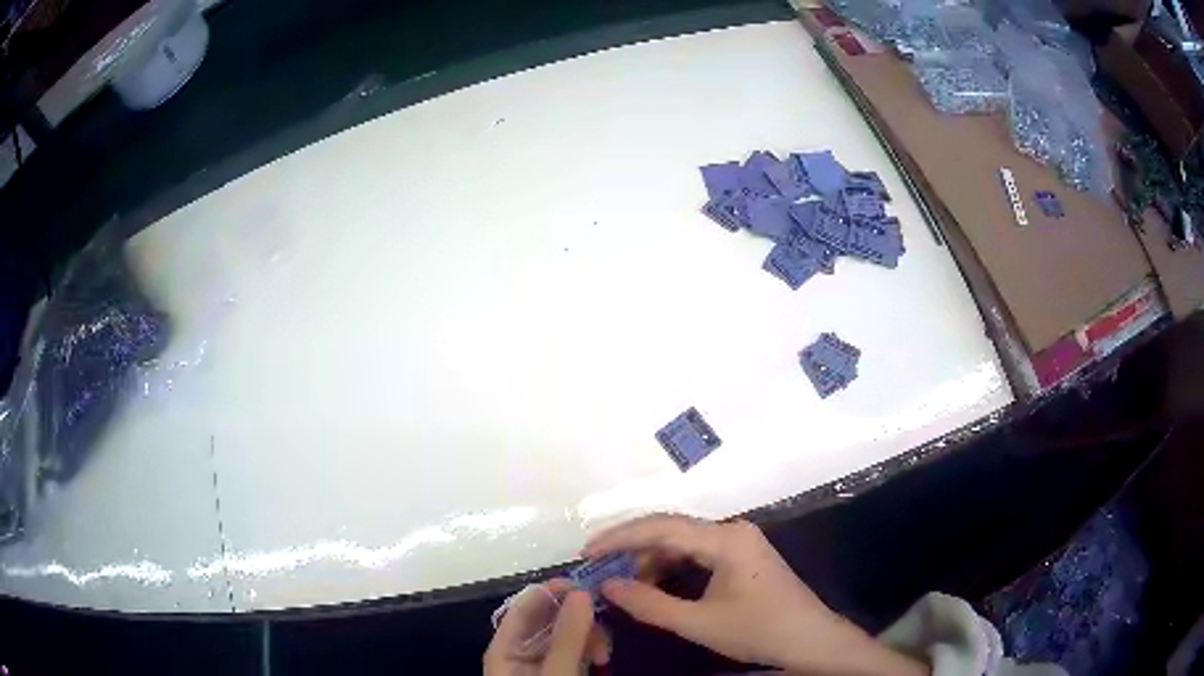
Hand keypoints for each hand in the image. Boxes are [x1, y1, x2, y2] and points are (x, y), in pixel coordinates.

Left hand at [484, 580, 609, 674]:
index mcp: (505, 647)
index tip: (589, 585)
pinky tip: (602, 658)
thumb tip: (582, 591)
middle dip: (579, 617)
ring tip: (604, 652)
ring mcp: (541, 662)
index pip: (525, 605)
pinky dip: (590, 649)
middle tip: (604, 623)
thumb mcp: (556, 671)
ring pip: (567, 634)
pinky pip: (575, 650)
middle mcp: (520, 650)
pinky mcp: (559, 671)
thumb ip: (567, 637)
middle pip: (549, 618)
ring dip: (589, 635)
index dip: (554, 590)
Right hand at [584, 515, 926, 675]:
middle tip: (597, 567)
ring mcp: (738, 542)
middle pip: (670, 529)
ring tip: (621, 581)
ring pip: (682, 541)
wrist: (811, 640)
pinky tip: (653, 584)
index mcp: (726, 538)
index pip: (662, 527)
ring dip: (650, 559)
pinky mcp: (741, 556)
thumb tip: (605, 585)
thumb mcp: (700, 623)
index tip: (586, 551)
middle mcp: (732, 530)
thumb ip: (650, 604)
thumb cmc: (759, 630)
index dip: (620, 537)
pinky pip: (696, 553)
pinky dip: (670, 567)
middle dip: (631, 548)